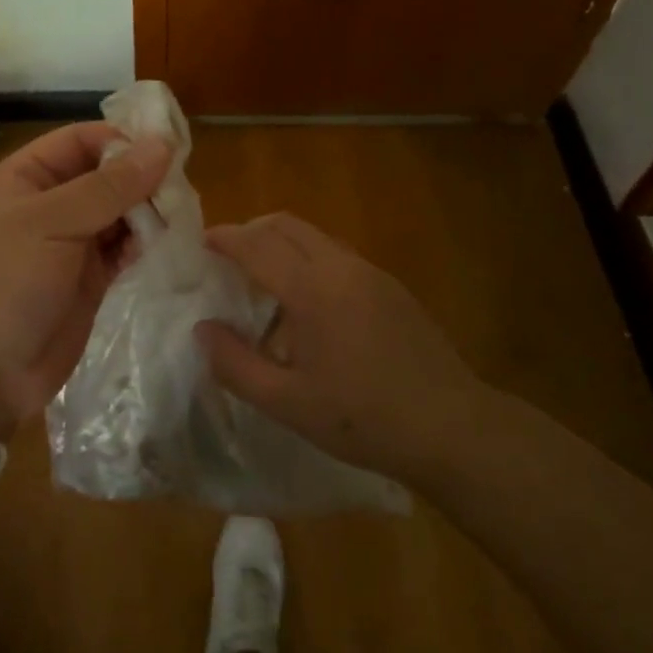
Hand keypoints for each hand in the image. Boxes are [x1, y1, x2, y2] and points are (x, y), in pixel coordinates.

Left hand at [0, 123, 171, 442]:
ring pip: (120, 212)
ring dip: (149, 212)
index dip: (121, 140)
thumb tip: (161, 146)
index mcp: (26, 178)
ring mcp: (71, 243)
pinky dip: (146, 244)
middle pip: (106, 175)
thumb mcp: (51, 225)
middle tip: (182, 190)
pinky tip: (170, 244)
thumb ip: (108, 187)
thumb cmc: (4, 285)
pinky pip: (125, 248)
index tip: (167, 150)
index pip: (81, 140)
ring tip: (181, 217)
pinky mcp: (91, 279)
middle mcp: (50, 204)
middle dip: (141, 179)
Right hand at [196, 213, 481, 477]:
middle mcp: (341, 267)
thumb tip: (203, 329)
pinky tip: (308, 304)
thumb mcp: (287, 403)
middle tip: (227, 258)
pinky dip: (308, 259)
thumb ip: (235, 364)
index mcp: (312, 290)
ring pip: (314, 236)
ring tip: (263, 280)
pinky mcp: (391, 287)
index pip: (257, 244)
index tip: (201, 243)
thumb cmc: (362, 418)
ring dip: (281, 243)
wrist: (452, 427)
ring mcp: (371, 273)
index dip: (225, 238)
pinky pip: (337, 255)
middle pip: (286, 225)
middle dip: (251, 231)